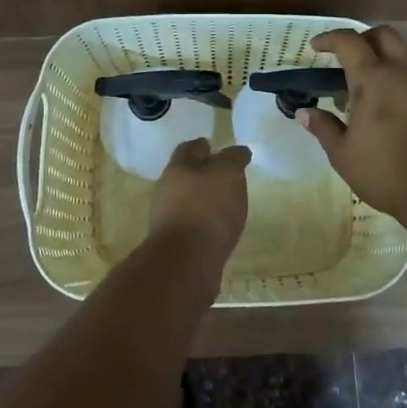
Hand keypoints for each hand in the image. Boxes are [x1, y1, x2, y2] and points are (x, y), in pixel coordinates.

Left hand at [148, 138, 251, 277]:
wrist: (186, 262)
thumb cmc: (207, 208)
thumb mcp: (228, 173)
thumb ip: (233, 159)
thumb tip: (238, 151)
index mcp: (178, 167)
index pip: (189, 148)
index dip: (203, 146)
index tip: (216, 147)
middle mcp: (167, 189)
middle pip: (186, 175)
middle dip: (203, 174)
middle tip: (226, 176)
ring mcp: (168, 218)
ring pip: (188, 200)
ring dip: (204, 200)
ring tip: (227, 204)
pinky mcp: (175, 243)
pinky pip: (192, 224)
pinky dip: (205, 222)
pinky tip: (219, 228)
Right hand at [299, 27, 406, 217]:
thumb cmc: (383, 170)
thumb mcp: (342, 153)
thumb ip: (323, 127)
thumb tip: (304, 113)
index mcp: (373, 79)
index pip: (350, 42)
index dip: (330, 39)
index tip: (315, 47)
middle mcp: (400, 72)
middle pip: (383, 35)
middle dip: (361, 38)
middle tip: (343, 56)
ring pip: (404, 48)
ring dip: (383, 50)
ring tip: (366, 73)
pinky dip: (397, 68)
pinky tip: (385, 95)